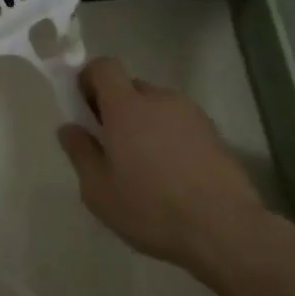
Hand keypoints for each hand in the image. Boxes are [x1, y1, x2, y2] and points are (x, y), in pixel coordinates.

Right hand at [57, 57, 268, 279]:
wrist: (224, 229)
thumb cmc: (151, 208)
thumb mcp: (99, 190)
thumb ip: (80, 152)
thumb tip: (70, 128)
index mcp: (126, 107)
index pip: (105, 67)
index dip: (90, 79)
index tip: (84, 107)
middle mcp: (160, 99)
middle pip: (131, 88)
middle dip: (117, 108)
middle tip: (111, 146)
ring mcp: (191, 114)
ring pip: (157, 107)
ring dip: (145, 124)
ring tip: (145, 166)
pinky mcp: (214, 134)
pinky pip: (180, 125)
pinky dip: (169, 139)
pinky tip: (172, 176)